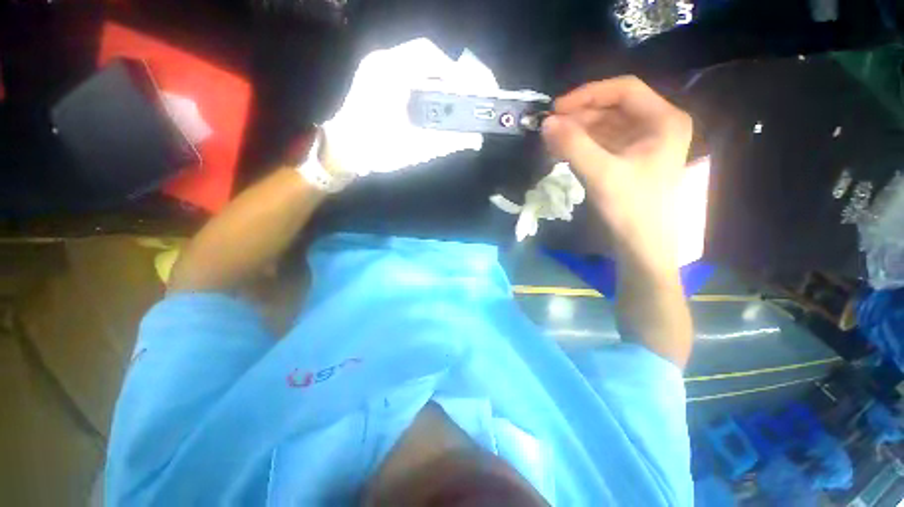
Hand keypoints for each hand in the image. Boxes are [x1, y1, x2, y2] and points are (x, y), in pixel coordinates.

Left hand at [322, 38, 483, 179]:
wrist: (342, 152)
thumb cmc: (376, 150)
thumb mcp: (413, 148)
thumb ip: (446, 142)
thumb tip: (474, 139)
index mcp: (390, 74)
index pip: (429, 56)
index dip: (454, 71)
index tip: (469, 89)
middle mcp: (382, 62)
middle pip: (425, 56)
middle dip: (448, 74)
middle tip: (464, 94)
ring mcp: (376, 68)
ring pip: (416, 62)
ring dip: (436, 78)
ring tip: (452, 98)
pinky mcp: (375, 77)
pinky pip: (406, 71)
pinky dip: (423, 82)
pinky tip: (432, 100)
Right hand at [541, 76, 692, 270]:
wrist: (640, 245)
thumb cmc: (631, 208)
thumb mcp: (601, 174)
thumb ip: (573, 146)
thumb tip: (546, 123)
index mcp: (663, 120)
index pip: (624, 90)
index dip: (588, 95)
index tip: (557, 109)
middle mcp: (656, 126)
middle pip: (612, 108)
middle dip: (579, 116)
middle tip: (550, 128)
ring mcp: (642, 144)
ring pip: (605, 126)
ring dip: (577, 131)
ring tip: (551, 140)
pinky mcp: (627, 160)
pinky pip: (601, 143)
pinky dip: (581, 145)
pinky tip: (562, 150)